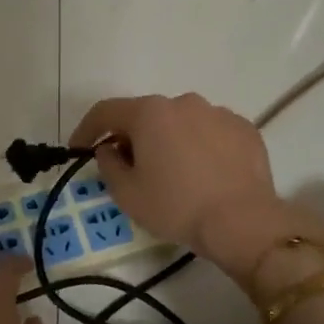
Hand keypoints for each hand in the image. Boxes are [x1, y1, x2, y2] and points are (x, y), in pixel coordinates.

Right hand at [68, 93, 315, 278]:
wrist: (242, 222)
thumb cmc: (176, 207)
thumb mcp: (127, 193)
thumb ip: (108, 164)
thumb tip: (109, 149)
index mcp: (150, 113)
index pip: (106, 111)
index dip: (86, 129)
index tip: (78, 149)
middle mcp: (184, 102)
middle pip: (147, 116)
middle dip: (133, 137)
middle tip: (129, 168)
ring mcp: (218, 113)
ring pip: (182, 123)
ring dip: (170, 141)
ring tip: (173, 174)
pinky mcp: (245, 129)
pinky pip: (211, 133)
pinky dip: (201, 147)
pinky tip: (205, 175)